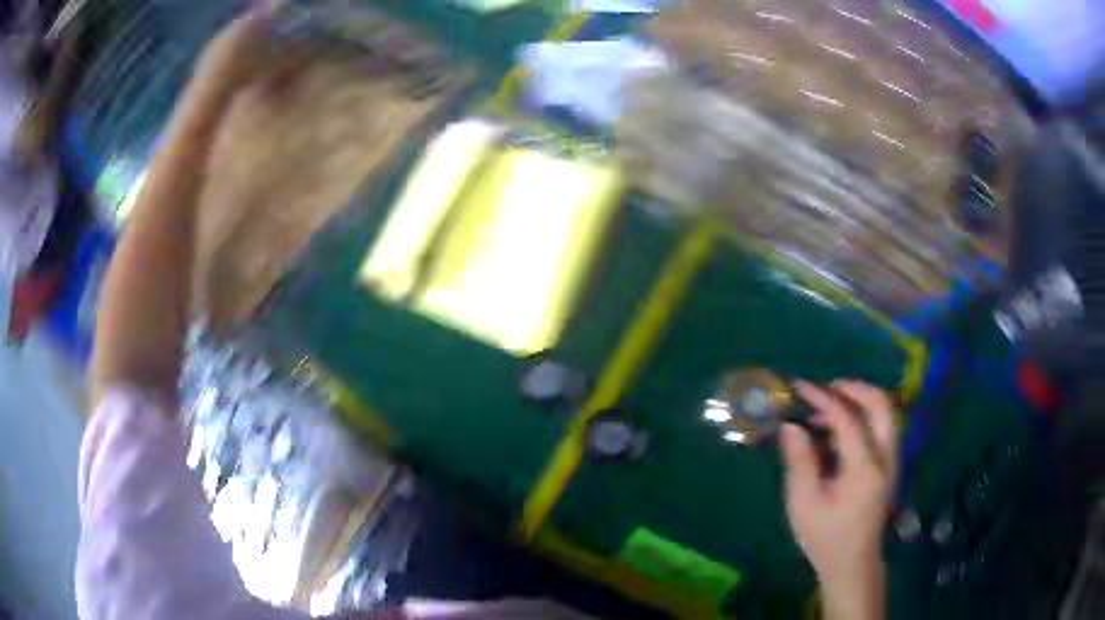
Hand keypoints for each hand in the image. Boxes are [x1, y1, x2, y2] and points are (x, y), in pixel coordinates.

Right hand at [780, 380, 896, 618]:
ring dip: (859, 400)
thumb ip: (799, 461)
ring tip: (826, 407)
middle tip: (824, 388)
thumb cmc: (825, 537)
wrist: (852, 563)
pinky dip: (862, 415)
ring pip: (885, 411)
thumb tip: (791, 426)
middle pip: (880, 403)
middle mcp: (885, 456)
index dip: (823, 398)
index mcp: (864, 468)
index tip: (799, 387)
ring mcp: (891, 459)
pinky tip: (837, 429)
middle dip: (852, 388)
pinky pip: (881, 425)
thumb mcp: (804, 503)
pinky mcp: (889, 463)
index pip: (848, 418)